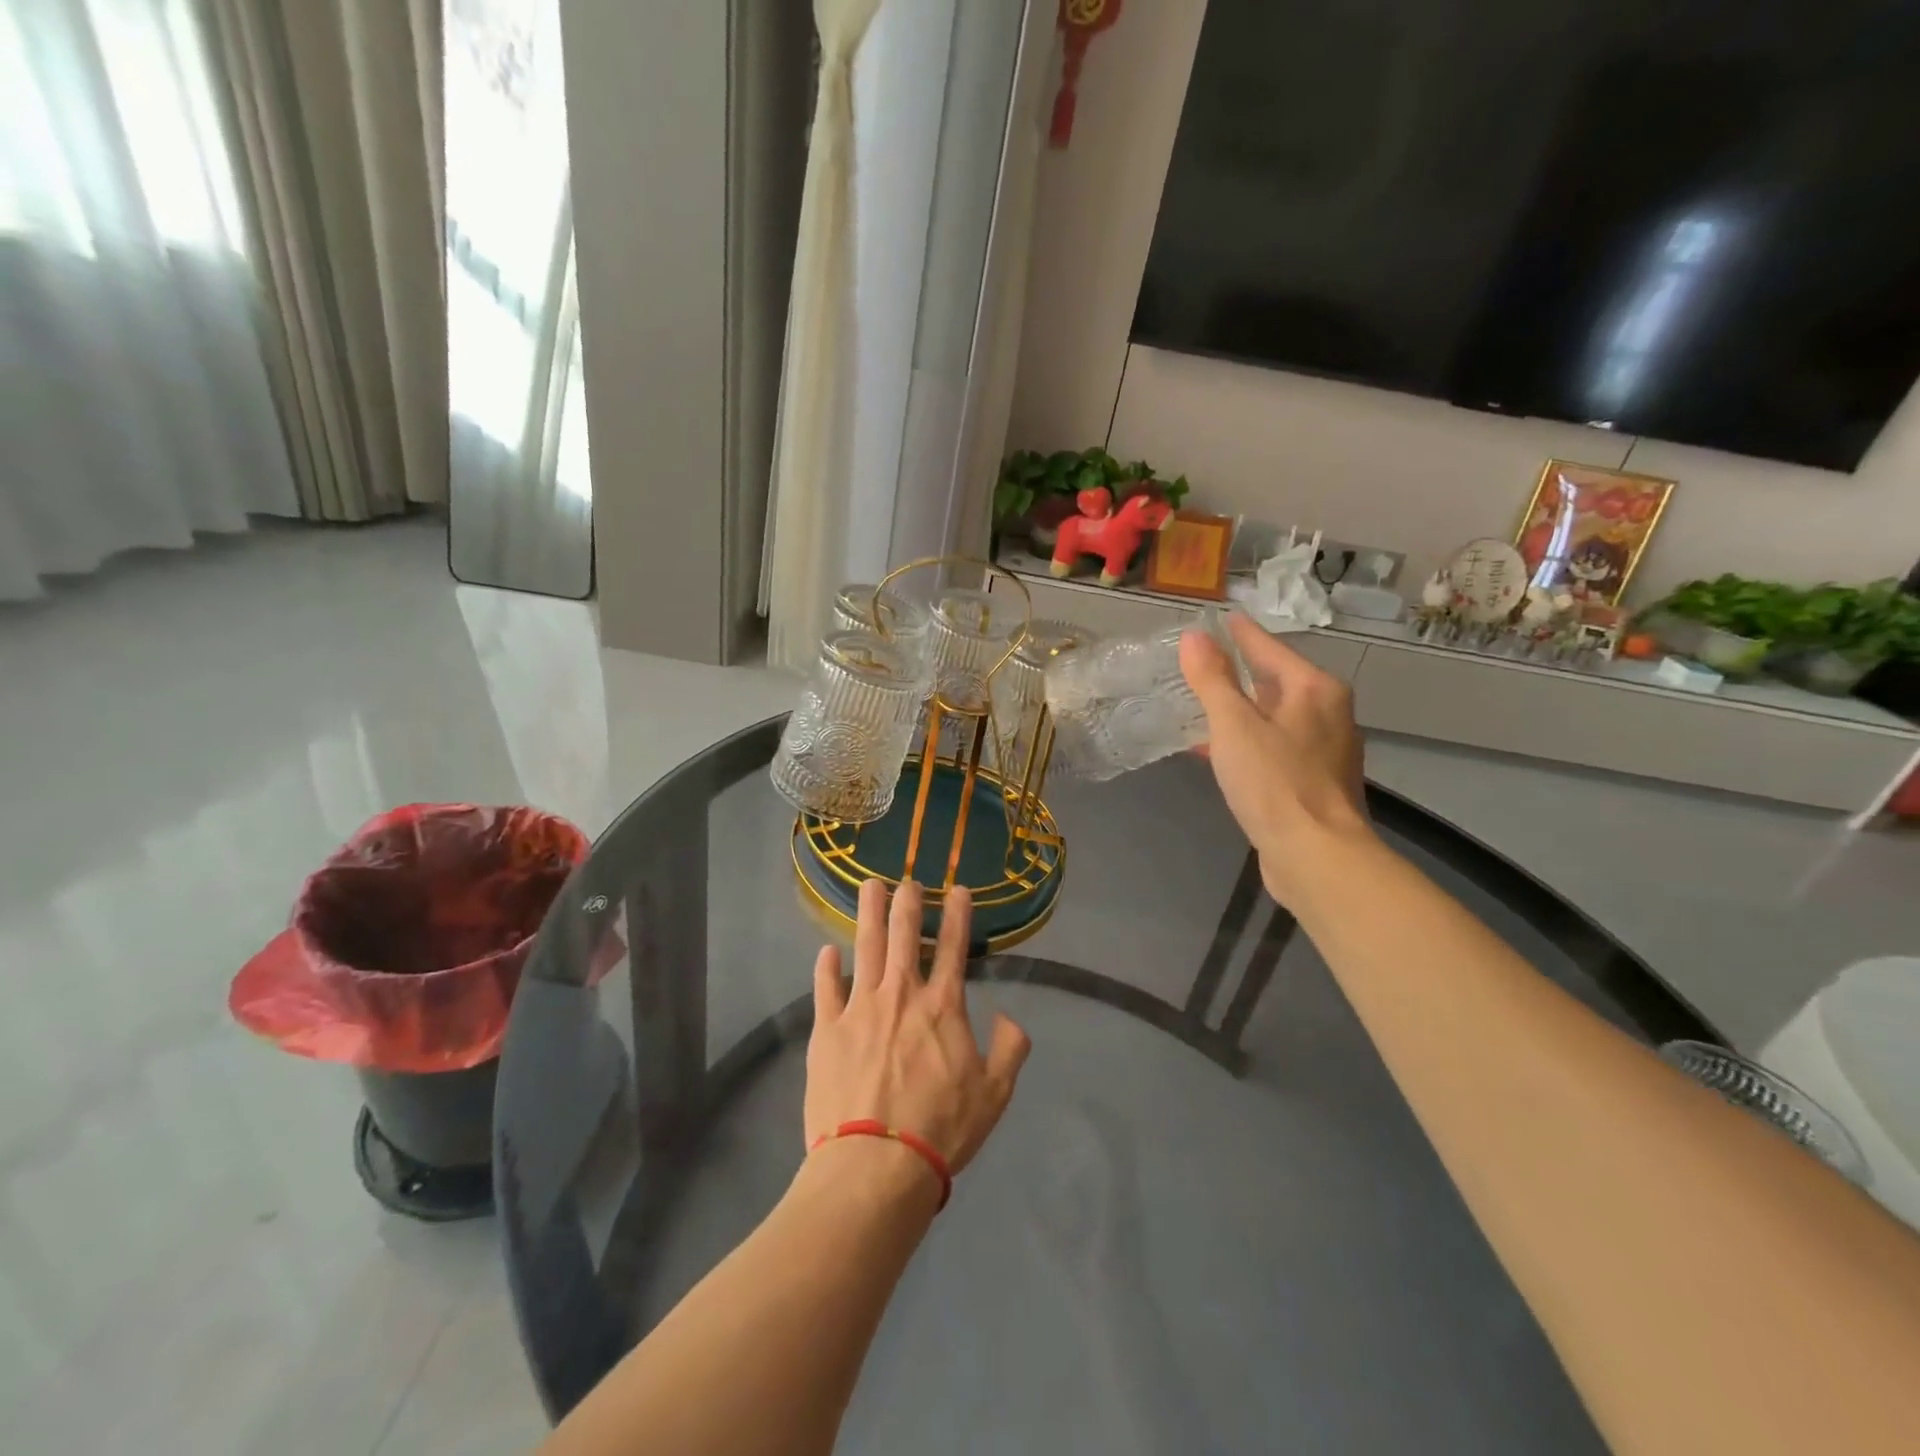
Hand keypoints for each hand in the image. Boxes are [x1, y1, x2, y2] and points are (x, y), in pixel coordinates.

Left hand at [806, 879, 1030, 1179]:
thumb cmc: (940, 1129)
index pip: (955, 948)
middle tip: (908, 880)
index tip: (959, 890)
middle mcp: (901, 994)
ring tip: (869, 886)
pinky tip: (826, 952)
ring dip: (869, 913)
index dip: (959, 915)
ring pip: (865, 947)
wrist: (875, 1165)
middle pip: (904, 935)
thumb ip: (1009, 1049)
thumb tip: (1009, 1016)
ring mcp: (860, 1008)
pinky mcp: (826, 1030)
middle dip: (908, 903)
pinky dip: (826, 968)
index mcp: (942, 1006)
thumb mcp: (994, 1094)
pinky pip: (825, 988)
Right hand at [1179, 613, 1372, 906]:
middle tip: (1206, 664)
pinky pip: (1276, 747)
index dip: (1242, 634)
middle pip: (1277, 682)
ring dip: (1242, 711)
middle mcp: (1328, 713)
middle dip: (1242, 674)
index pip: (1270, 649)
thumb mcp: (1233, 725)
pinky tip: (1220, 753)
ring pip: (1276, 718)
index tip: (1223, 619)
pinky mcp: (1316, 783)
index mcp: (1314, 690)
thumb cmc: (1275, 783)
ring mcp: (1326, 750)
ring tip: (1205, 707)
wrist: (1317, 856)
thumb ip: (1212, 679)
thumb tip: (1194, 637)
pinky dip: (1249, 742)